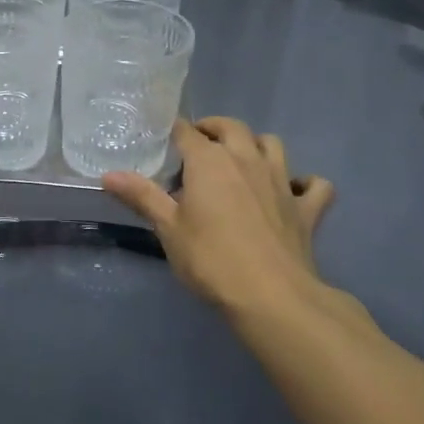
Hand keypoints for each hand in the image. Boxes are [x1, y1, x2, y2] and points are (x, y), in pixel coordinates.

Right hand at [102, 117, 335, 318]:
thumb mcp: (167, 229)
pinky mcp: (307, 208)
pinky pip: (315, 184)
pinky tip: (293, 192)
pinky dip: (304, 183)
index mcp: (210, 162)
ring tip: (241, 160)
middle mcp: (247, 160)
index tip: (164, 140)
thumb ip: (141, 196)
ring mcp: (282, 181)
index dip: (175, 132)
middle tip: (198, 143)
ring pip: (273, 144)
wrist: (272, 296)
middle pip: (232, 127)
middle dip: (213, 128)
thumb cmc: (210, 259)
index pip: (187, 132)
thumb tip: (108, 174)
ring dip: (256, 145)